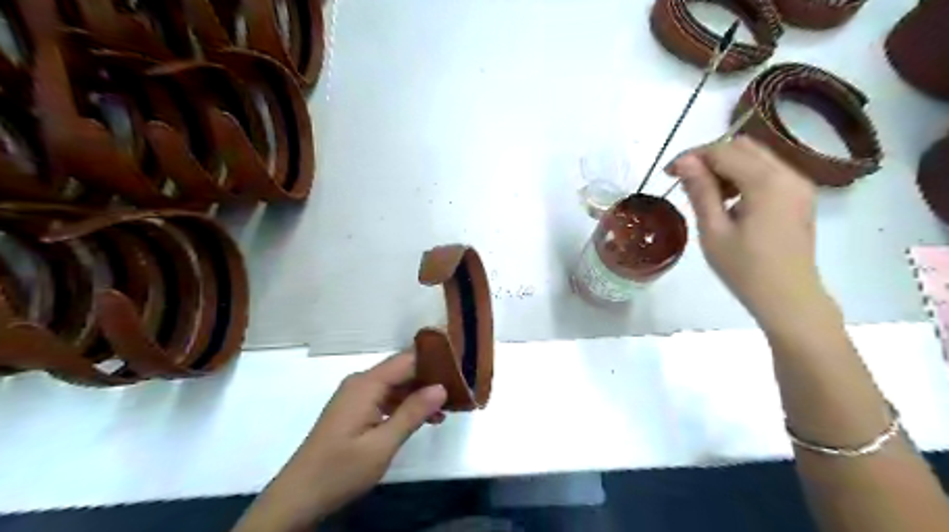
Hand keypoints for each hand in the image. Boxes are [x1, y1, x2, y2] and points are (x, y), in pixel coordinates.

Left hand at [233, 351, 449, 529]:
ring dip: (420, 394)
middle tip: (460, 389)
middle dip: (430, 378)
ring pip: (396, 385)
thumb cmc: (340, 470)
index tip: (461, 367)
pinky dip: (405, 405)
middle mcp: (361, 382)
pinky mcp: (355, 409)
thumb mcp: (382, 445)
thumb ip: (412, 413)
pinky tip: (425, 419)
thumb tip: (441, 387)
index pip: (407, 360)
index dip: (434, 361)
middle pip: (402, 370)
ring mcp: (356, 395)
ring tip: (448, 408)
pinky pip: (386, 398)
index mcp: (366, 384)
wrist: (298, 497)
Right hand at [666, 137, 831, 328]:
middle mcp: (788, 173)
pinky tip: (727, 199)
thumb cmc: (745, 269)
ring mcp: (798, 183)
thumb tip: (685, 162)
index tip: (668, 173)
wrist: (788, 297)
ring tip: (703, 193)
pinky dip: (742, 175)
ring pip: (755, 156)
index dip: (692, 156)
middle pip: (742, 146)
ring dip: (725, 165)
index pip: (723, 151)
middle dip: (708, 156)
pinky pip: (767, 171)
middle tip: (683, 180)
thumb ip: (701, 191)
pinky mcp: (798, 195)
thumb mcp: (714, 231)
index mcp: (766, 182)